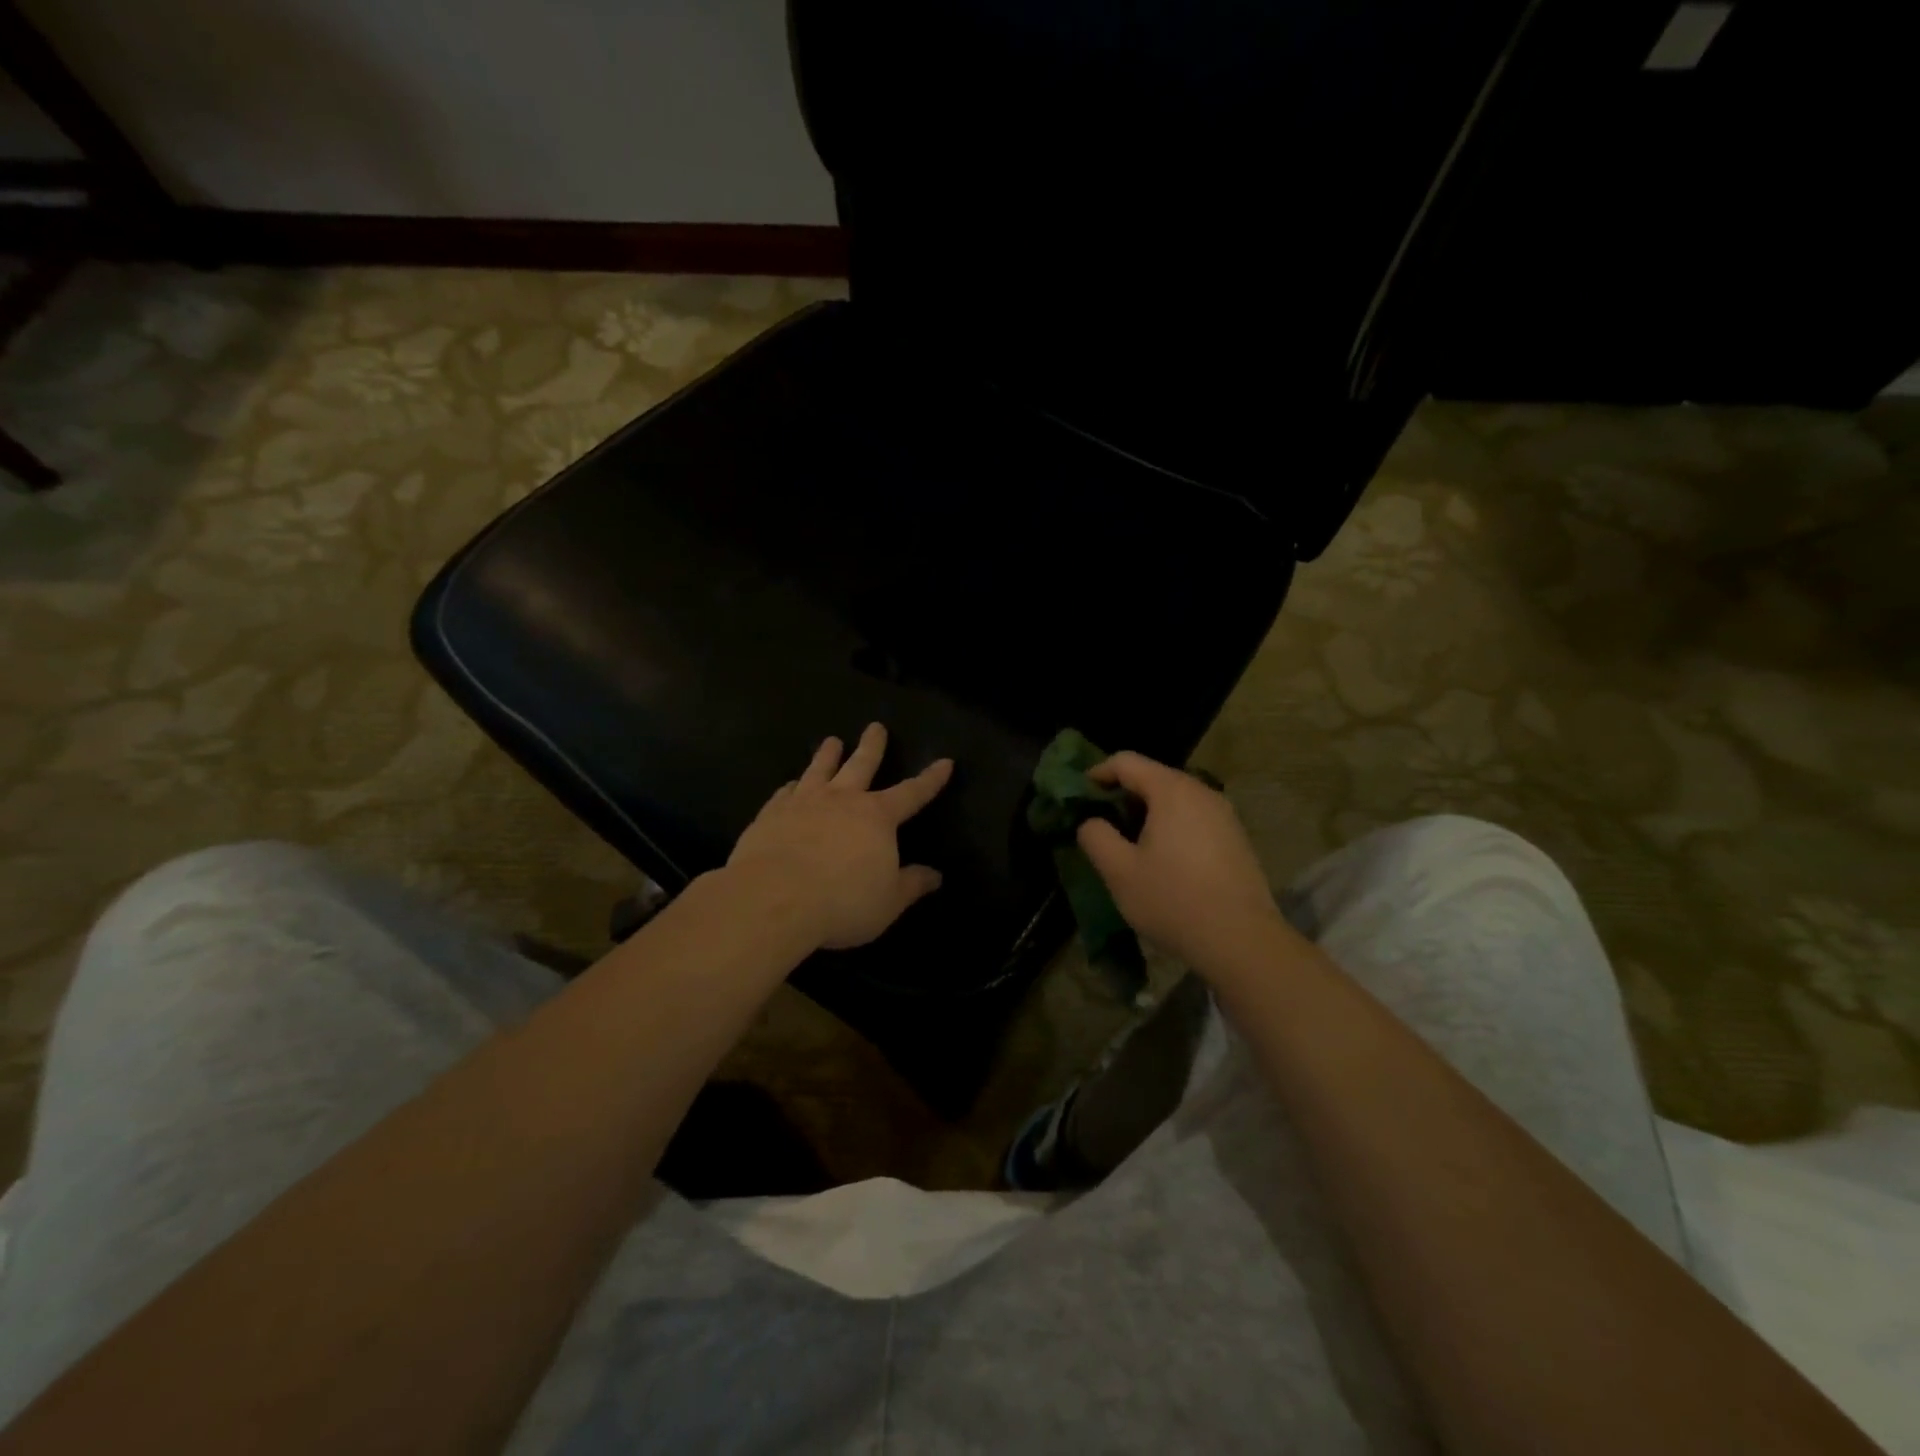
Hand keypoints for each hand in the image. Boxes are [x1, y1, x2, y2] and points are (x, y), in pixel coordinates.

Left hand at [727, 723, 953, 950]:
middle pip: (861, 765)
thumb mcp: (888, 901)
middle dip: (872, 746)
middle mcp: (842, 800)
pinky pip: (784, 793)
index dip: (930, 779)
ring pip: (820, 770)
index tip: (944, 761)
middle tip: (875, 726)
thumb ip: (911, 885)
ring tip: (832, 741)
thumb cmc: (842, 901)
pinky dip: (791, 786)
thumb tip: (935, 875)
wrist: (774, 898)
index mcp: (877, 817)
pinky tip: (790, 784)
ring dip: (827, 755)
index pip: (912, 793)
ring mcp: (803, 803)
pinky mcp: (771, 814)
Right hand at [1075, 752, 1288, 978]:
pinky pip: (1193, 818)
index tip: (1079, 797)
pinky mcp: (1236, 838)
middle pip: (1152, 777)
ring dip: (1147, 813)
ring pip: (1174, 799)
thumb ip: (1096, 837)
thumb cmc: (1173, 900)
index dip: (1097, 773)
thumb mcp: (1119, 871)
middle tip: (1101, 825)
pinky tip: (1163, 861)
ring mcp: (1224, 815)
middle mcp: (1202, 792)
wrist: (1242, 941)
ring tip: (1129, 845)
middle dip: (1122, 796)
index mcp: (1171, 790)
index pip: (1126, 761)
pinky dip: (1170, 827)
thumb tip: (1091, 822)